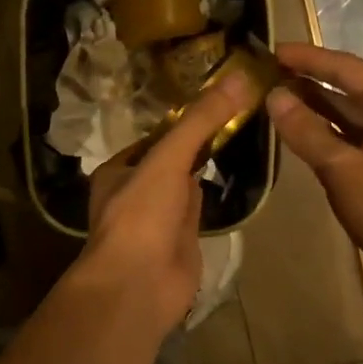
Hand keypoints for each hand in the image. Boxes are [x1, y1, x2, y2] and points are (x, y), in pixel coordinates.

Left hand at [76, 72, 250, 338]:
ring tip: (242, 133)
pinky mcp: (182, 241)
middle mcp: (136, 192)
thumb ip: (200, 121)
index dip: (184, 118)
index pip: (156, 136)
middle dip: (199, 140)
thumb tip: (239, 77)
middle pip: (172, 158)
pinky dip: (215, 194)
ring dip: (208, 165)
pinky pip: (201, 209)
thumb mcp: (167, 160)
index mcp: (119, 171)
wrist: (139, 286)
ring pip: (187, 183)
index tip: (218, 96)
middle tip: (238, 111)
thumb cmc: (141, 216)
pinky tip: (236, 176)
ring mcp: (160, 219)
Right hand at [266, 43, 362, 312]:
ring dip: (312, 108)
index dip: (306, 58)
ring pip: (346, 115)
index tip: (270, 50)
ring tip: (271, 99)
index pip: (344, 67)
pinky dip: (323, 134)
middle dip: (306, 81)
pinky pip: (350, 138)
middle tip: (263, 75)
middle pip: (346, 87)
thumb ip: (306, 131)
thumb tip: (274, 96)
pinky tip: (295, 135)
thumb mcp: (343, 169)